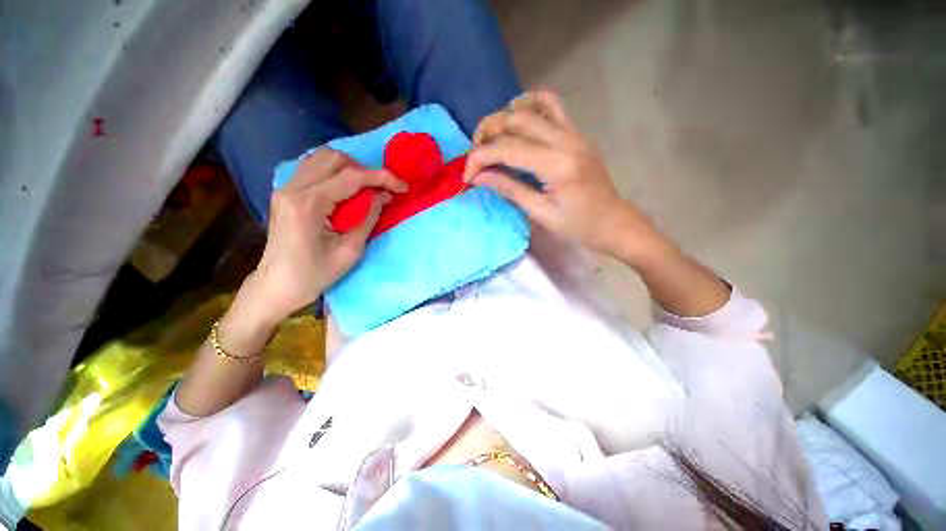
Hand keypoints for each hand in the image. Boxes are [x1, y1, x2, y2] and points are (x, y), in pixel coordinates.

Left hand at [246, 150, 406, 324]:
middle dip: (366, 170)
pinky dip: (334, 171)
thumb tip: (384, 195)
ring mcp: (285, 188)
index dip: (382, 177)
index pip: (351, 177)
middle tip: (382, 189)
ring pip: (322, 158)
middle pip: (335, 159)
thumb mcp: (351, 250)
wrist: (276, 287)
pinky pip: (312, 167)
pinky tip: (345, 187)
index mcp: (309, 204)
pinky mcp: (284, 192)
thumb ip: (369, 217)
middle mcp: (293, 188)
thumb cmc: (315, 274)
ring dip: (350, 168)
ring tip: (366, 187)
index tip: (403, 186)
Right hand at [464, 91, 666, 263]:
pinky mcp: (577, 133)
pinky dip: (529, 106)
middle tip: (475, 155)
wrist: (613, 221)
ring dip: (504, 117)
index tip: (467, 176)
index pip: (508, 148)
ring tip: (492, 138)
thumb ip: (509, 189)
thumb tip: (479, 177)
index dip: (480, 158)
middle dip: (487, 133)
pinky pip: (552, 105)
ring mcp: (574, 132)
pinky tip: (518, 123)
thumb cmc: (579, 226)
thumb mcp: (540, 214)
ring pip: (532, 105)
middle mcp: (567, 140)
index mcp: (558, 165)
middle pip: (516, 118)